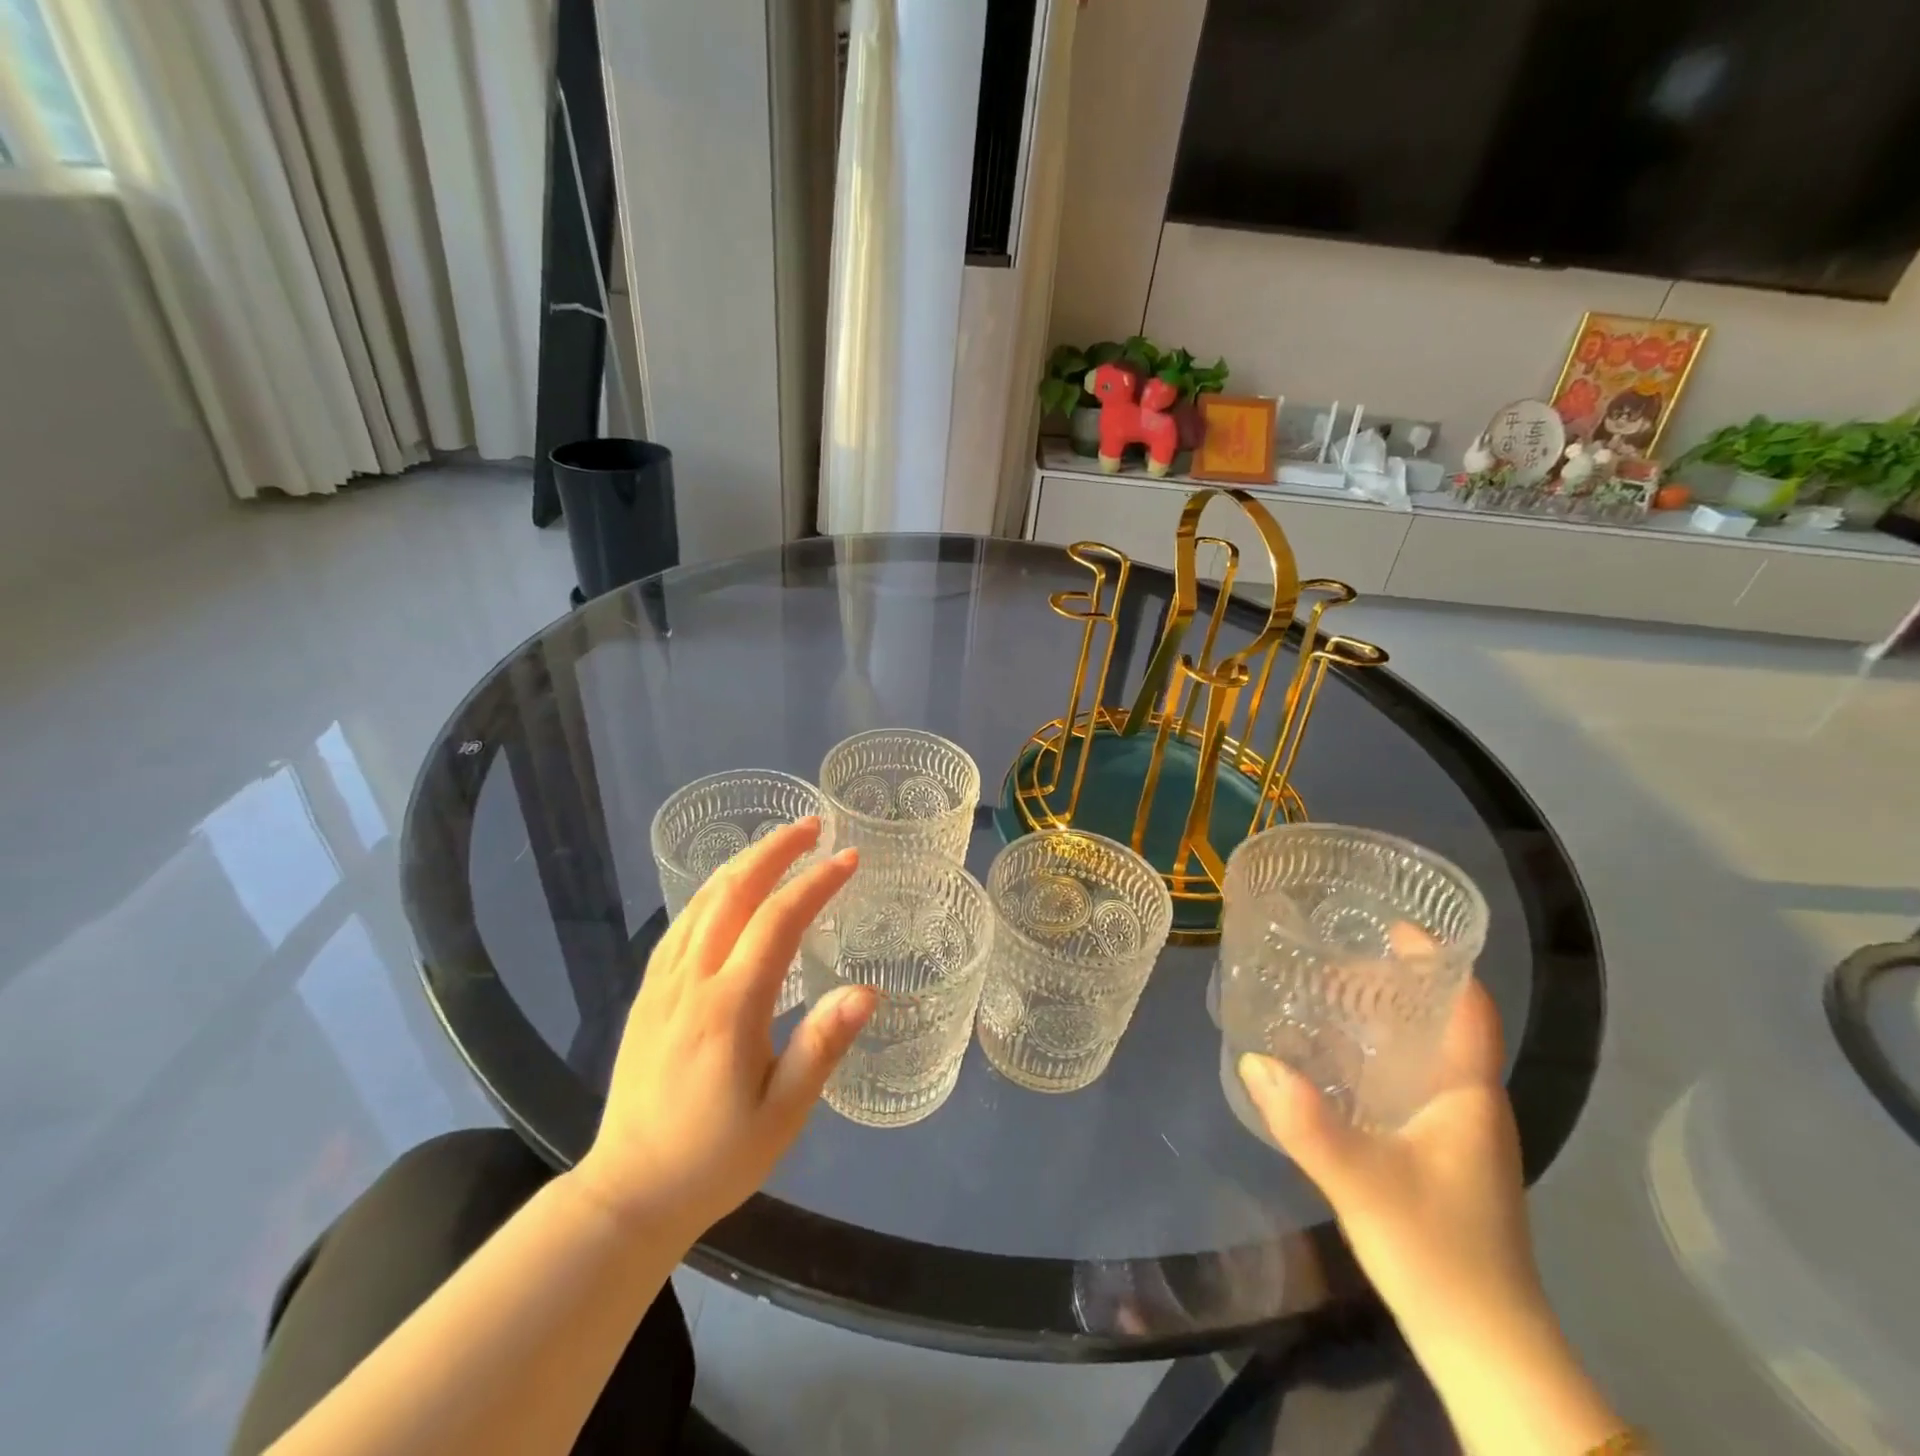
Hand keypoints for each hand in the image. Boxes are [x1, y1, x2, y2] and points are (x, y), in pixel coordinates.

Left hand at [570, 820, 875, 1242]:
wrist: (627, 1193)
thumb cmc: (716, 1158)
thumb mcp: (783, 1115)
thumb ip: (822, 1047)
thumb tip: (866, 991)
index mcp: (730, 1008)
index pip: (778, 921)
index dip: (816, 883)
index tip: (849, 858)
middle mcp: (692, 981)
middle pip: (733, 892)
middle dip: (775, 850)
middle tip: (812, 825)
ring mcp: (663, 984)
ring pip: (702, 900)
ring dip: (743, 862)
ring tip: (778, 842)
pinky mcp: (647, 994)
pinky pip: (681, 924)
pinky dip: (711, 890)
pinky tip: (727, 887)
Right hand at [1237, 977, 1544, 1353]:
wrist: (1483, 1345)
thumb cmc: (1439, 1253)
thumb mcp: (1365, 1184)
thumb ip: (1308, 1124)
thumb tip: (1255, 1059)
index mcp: (1468, 1093)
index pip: (1468, 1005)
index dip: (1437, 959)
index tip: (1389, 923)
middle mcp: (1466, 1101)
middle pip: (1437, 1020)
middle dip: (1391, 981)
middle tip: (1331, 953)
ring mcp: (1452, 1130)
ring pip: (1417, 1051)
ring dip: (1376, 1019)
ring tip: (1319, 994)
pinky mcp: (1434, 1153)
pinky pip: (1401, 1081)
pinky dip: (1368, 1057)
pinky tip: (1323, 1061)